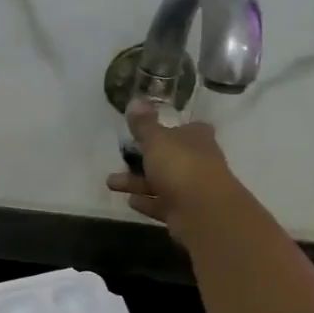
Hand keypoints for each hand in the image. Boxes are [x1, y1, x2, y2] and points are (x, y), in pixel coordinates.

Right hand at [105, 101, 242, 247]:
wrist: (203, 211)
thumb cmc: (181, 165)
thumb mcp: (157, 140)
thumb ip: (144, 124)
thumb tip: (135, 100)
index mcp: (196, 138)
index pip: (186, 129)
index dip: (170, 129)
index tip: (149, 130)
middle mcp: (198, 161)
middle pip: (171, 157)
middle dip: (145, 158)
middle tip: (122, 157)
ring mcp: (192, 189)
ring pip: (161, 182)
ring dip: (137, 182)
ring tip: (110, 182)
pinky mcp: (185, 212)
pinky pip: (162, 204)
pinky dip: (147, 202)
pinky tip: (129, 201)